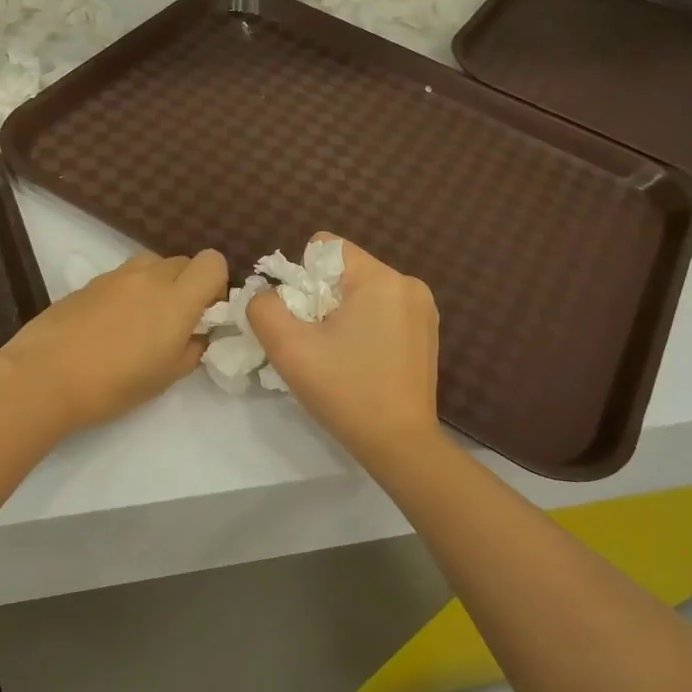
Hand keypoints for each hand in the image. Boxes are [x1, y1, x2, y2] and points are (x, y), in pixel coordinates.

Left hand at [0, 250, 227, 433]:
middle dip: (187, 284)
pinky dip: (128, 291)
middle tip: (175, 321)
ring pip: (151, 264)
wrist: (46, 376)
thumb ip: (192, 349)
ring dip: (158, 283)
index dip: (215, 283)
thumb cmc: (115, 383)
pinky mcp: (89, 283)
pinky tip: (111, 325)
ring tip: (143, 319)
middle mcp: (150, 277)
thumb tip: (197, 335)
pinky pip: (122, 277)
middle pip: (183, 261)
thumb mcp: (166, 376)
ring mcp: (116, 276)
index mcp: (177, 298)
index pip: (212, 262)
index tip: (205, 312)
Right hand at [247, 234, 441, 462]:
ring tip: (337, 355)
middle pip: (343, 270)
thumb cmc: (345, 392)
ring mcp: (423, 309)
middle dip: (320, 298)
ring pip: (361, 292)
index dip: (301, 277)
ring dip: (340, 314)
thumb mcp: (289, 349)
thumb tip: (266, 295)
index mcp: (381, 279)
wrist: (399, 445)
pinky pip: (381, 311)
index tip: (302, 318)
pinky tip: (360, 361)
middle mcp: (408, 284)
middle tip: (315, 342)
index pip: (326, 246)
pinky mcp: (426, 332)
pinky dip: (362, 327)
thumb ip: (264, 309)